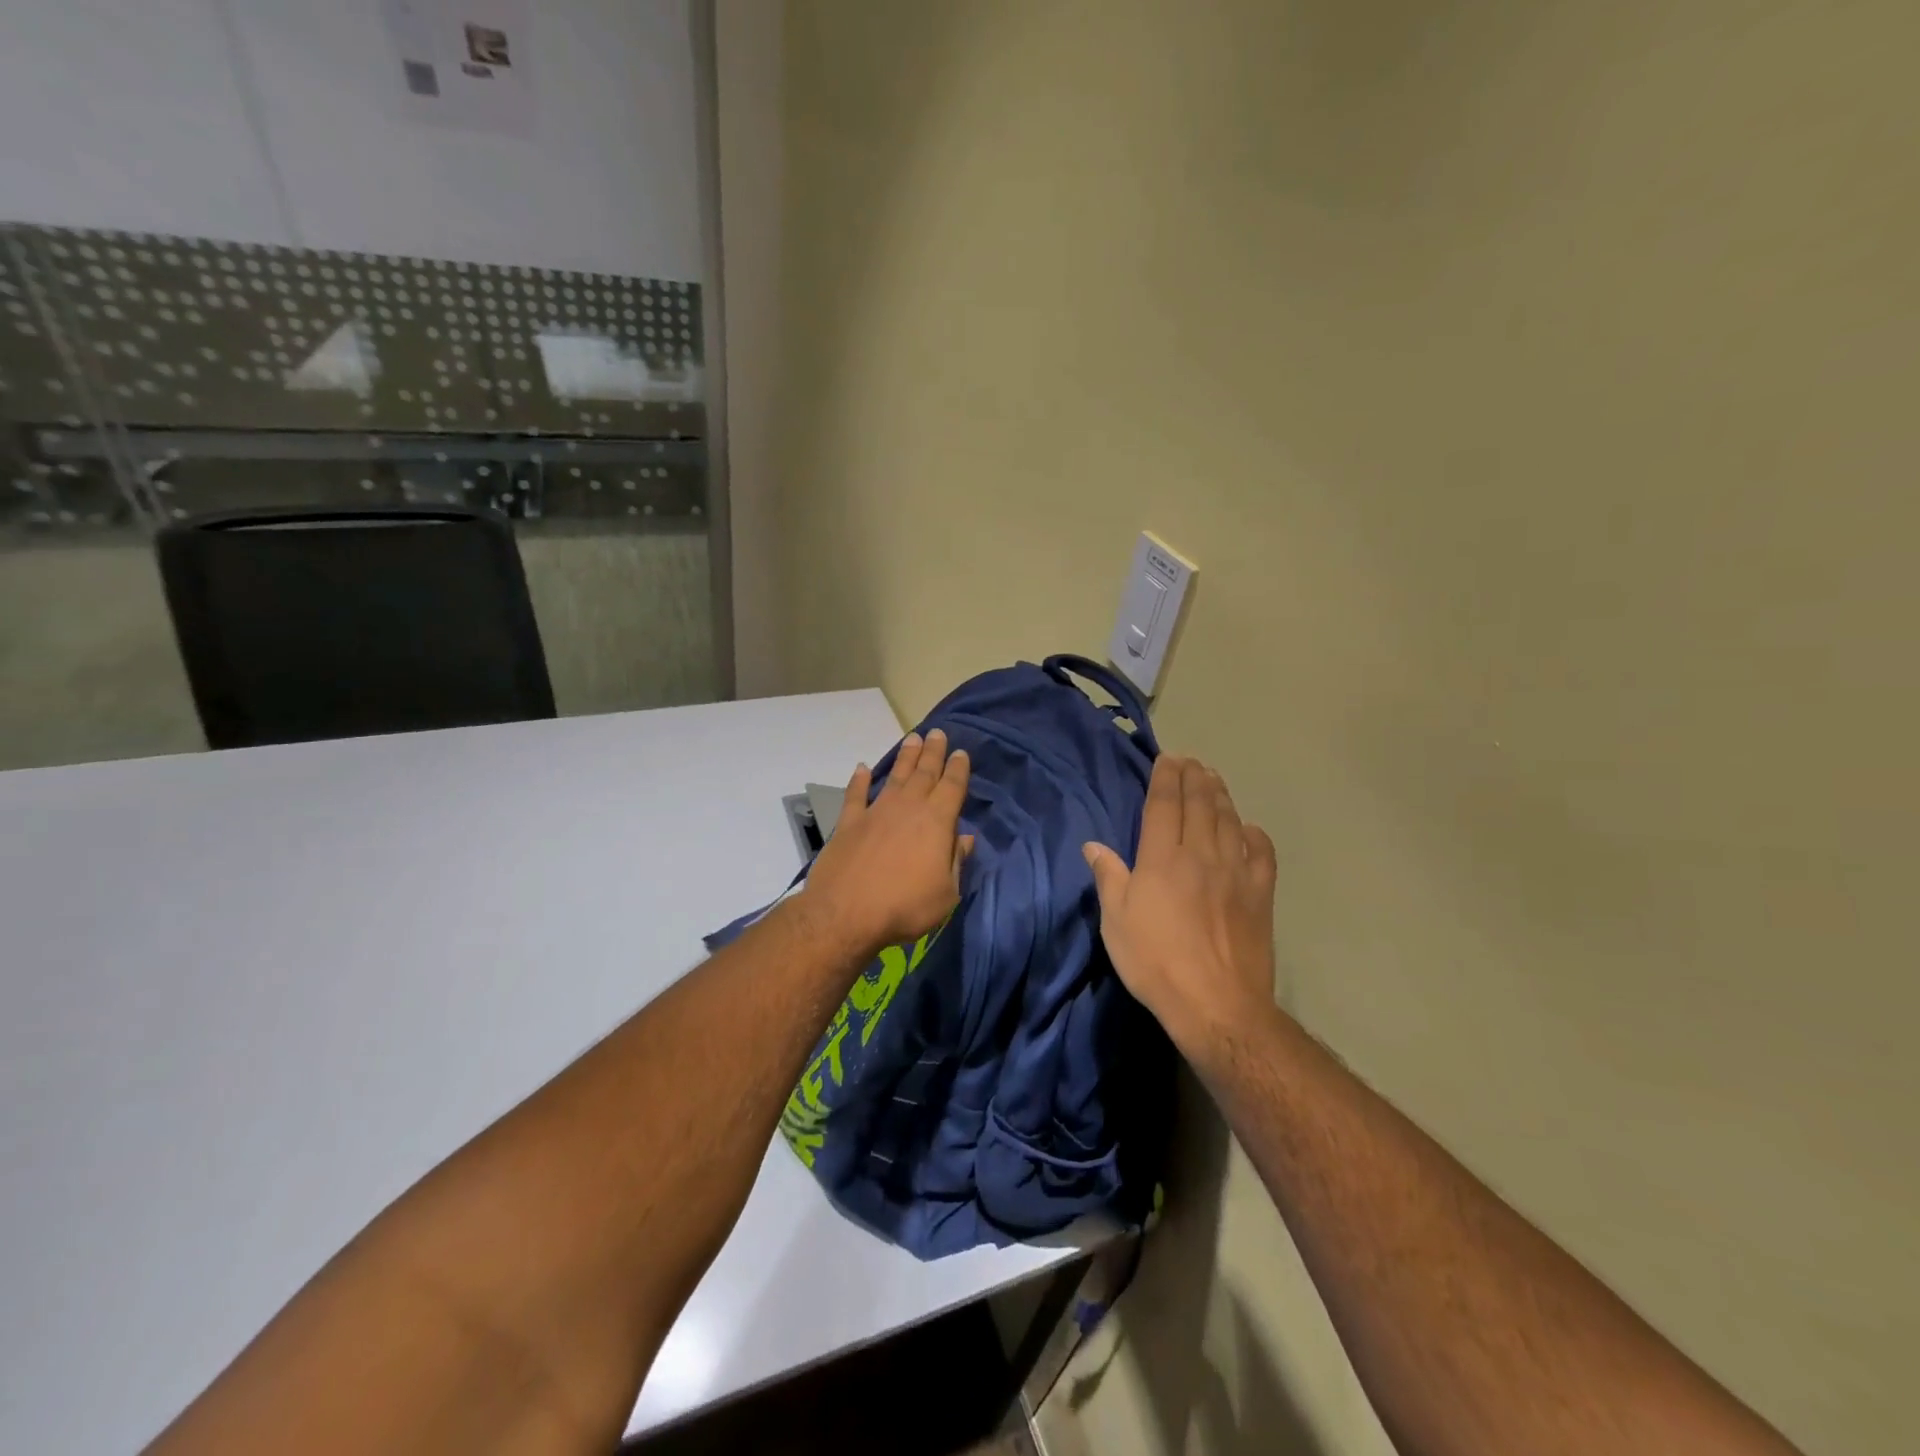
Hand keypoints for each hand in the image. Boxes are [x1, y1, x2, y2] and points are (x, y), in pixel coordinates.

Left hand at [804, 729, 973, 956]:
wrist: (846, 913)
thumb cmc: (905, 906)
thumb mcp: (946, 892)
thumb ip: (956, 861)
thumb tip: (965, 839)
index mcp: (937, 821)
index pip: (952, 786)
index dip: (958, 768)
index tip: (960, 752)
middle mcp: (908, 807)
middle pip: (924, 773)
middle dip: (933, 752)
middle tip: (938, 733)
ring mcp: (876, 812)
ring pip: (894, 776)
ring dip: (905, 757)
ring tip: (913, 738)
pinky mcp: (848, 823)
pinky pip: (855, 795)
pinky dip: (858, 780)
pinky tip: (860, 768)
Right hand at [1084, 756, 1276, 1051]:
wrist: (1215, 1004)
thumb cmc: (1154, 961)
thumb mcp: (1115, 921)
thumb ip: (1108, 876)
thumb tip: (1094, 845)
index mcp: (1162, 858)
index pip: (1165, 803)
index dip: (1165, 777)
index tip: (1167, 759)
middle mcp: (1201, 854)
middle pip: (1200, 804)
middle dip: (1194, 777)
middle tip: (1191, 761)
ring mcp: (1236, 872)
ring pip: (1229, 820)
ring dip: (1220, 795)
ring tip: (1214, 779)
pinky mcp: (1261, 894)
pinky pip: (1261, 854)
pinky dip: (1255, 835)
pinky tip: (1248, 829)